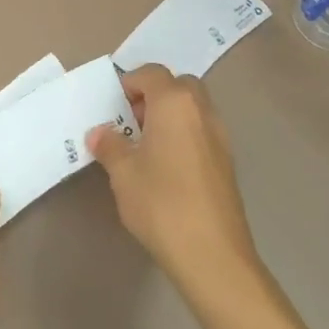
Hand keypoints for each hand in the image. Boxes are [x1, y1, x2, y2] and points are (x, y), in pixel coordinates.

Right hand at [88, 65, 262, 297]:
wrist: (212, 255)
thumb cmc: (161, 203)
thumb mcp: (123, 173)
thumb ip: (110, 145)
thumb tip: (100, 133)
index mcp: (174, 103)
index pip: (151, 73)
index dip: (130, 83)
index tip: (113, 107)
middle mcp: (201, 110)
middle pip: (178, 85)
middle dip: (154, 96)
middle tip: (132, 123)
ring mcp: (220, 136)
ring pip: (193, 108)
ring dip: (170, 116)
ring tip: (146, 148)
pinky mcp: (228, 162)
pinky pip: (202, 131)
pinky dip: (184, 135)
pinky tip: (167, 168)